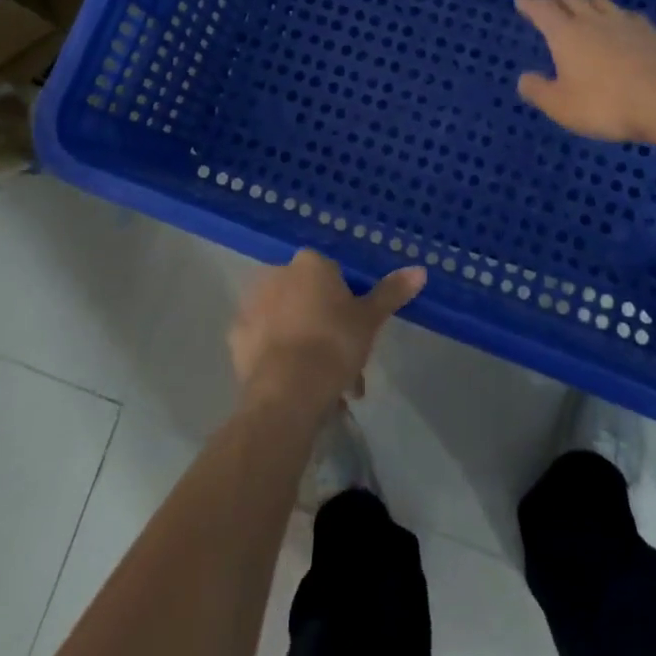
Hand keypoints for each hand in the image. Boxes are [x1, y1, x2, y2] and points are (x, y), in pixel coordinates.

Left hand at [228, 251, 425, 415]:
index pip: (333, 276)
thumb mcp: (370, 319)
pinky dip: (277, 356)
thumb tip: (420, 270)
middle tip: (344, 366)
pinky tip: (293, 384)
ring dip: (303, 344)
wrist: (287, 391)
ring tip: (323, 388)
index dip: (347, 306)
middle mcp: (277, 274)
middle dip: (325, 328)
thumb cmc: (333, 345)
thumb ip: (392, 292)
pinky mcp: (236, 336)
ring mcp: (252, 303)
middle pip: (308, 298)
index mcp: (310, 263)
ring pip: (286, 320)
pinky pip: (263, 342)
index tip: (357, 335)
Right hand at [514, 0, 655, 142]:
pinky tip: (620, 23)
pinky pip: (626, 14)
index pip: (542, 9)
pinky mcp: (651, 31)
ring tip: (582, 6)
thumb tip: (524, 78)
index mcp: (566, 34)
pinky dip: (614, 15)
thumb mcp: (562, 106)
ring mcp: (625, 22)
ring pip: (599, 1)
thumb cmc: (606, 105)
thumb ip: (539, 91)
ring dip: (586, 1)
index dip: (530, 3)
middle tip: (549, 3)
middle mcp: (593, 20)